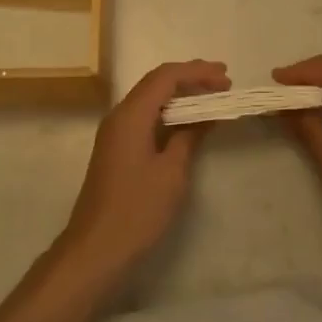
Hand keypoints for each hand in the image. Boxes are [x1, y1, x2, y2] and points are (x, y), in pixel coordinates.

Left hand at [59, 59, 230, 282]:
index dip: (197, 72)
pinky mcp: (116, 148)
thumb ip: (188, 137)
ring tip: (211, 95)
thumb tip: (204, 115)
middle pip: (155, 82)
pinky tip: (187, 121)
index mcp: (131, 115)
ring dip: (179, 93)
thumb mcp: (171, 173)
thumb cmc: (137, 210)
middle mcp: (119, 115)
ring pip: (150, 99)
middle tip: (223, 80)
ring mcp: (115, 132)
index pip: (165, 77)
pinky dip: (169, 112)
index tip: (226, 78)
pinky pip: (145, 116)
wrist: (95, 249)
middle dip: (189, 77)